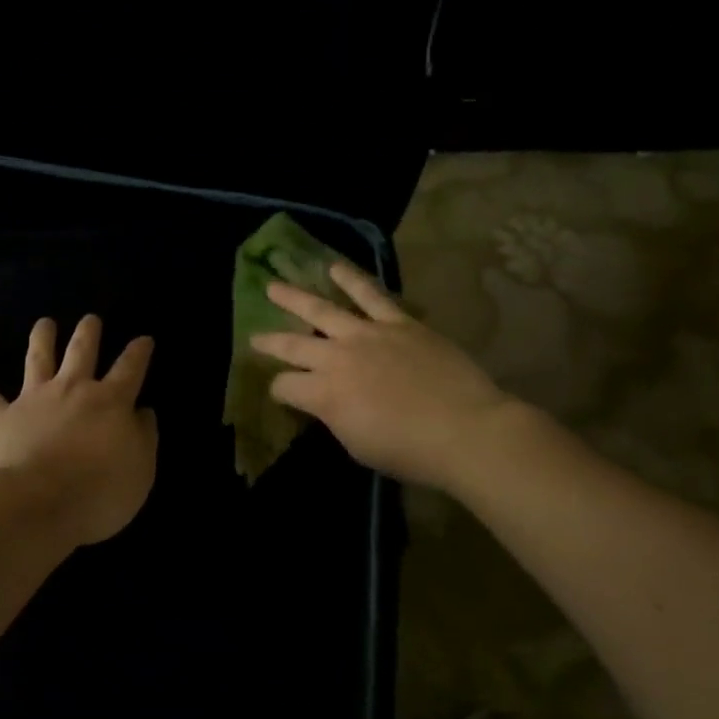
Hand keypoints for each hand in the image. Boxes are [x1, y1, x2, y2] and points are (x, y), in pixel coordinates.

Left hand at [0, 316, 159, 546]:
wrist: (33, 503)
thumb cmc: (96, 492)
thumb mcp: (139, 471)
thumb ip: (144, 437)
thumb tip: (142, 413)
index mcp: (110, 402)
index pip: (130, 368)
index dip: (139, 352)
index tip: (144, 339)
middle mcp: (72, 390)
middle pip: (82, 351)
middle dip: (88, 332)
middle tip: (90, 319)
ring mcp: (34, 400)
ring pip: (38, 360)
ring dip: (42, 339)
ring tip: (44, 323)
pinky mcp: (0, 418)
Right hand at [251, 262, 519, 490]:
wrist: (464, 429)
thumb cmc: (409, 451)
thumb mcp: (357, 445)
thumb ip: (335, 417)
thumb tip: (328, 403)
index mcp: (323, 394)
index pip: (285, 386)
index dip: (278, 391)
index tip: (282, 394)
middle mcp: (336, 357)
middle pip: (293, 344)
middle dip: (270, 341)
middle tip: (254, 337)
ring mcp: (367, 334)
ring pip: (322, 309)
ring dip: (294, 298)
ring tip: (274, 286)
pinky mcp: (398, 323)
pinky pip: (370, 295)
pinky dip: (351, 279)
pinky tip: (335, 267)